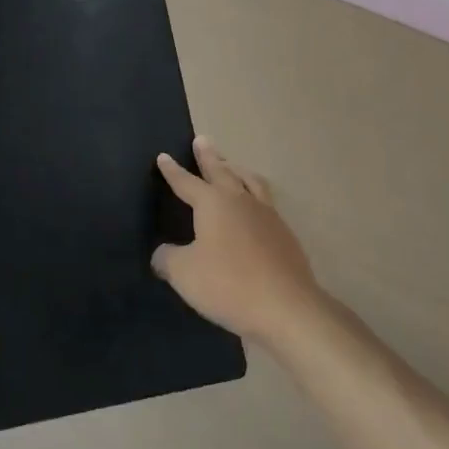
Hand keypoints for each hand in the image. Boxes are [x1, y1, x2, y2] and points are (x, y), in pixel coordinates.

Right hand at [153, 137, 324, 349]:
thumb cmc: (228, 284)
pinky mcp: (285, 236)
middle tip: (203, 140)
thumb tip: (162, 253)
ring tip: (232, 166)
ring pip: (250, 182)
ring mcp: (267, 216)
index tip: (164, 156)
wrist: (286, 308)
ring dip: (237, 170)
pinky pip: (266, 204)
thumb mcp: (184, 273)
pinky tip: (255, 208)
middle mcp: (240, 201)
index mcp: (213, 203)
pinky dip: (255, 197)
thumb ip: (168, 259)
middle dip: (209, 157)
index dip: (173, 171)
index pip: (186, 182)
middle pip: (222, 171)